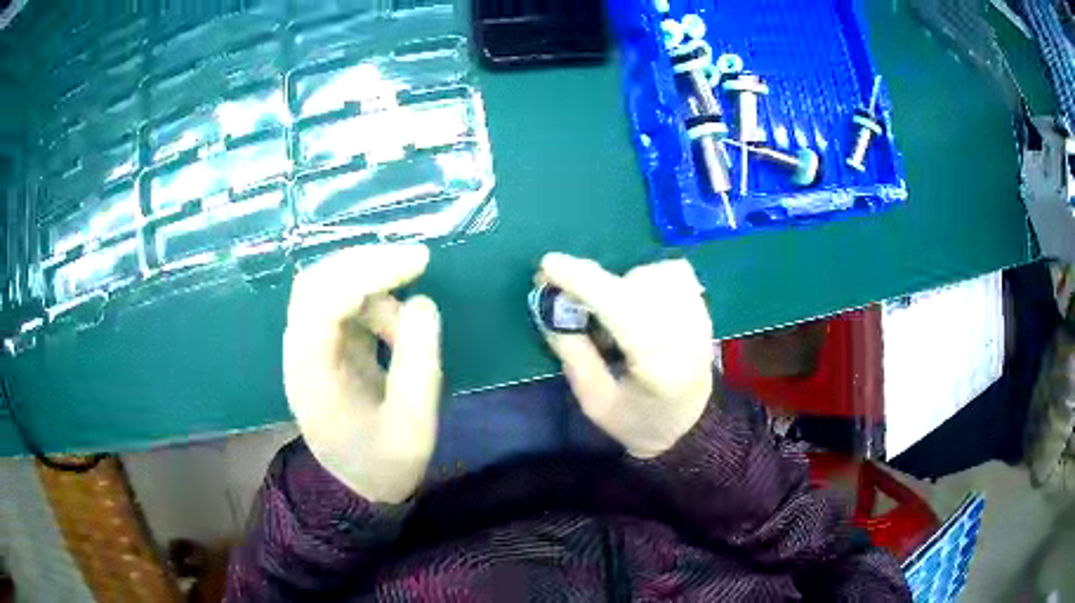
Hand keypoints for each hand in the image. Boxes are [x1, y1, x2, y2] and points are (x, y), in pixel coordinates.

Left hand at [283, 245, 441, 503]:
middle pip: (315, 283)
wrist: (357, 485)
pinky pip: (340, 303)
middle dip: (366, 262)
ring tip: (410, 325)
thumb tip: (422, 303)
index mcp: (312, 378)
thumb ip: (419, 364)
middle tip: (418, 260)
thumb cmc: (384, 463)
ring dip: (373, 287)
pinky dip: (372, 301)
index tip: (417, 262)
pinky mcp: (321, 345)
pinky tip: (395, 327)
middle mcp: (299, 354)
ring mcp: (306, 347)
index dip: (367, 273)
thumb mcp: (415, 425)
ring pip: (327, 287)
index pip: (322, 305)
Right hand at [538, 253, 713, 458]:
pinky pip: (672, 271)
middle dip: (594, 283)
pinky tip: (638, 301)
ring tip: (612, 313)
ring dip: (622, 283)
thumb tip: (549, 308)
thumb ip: (573, 355)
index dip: (585, 283)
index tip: (549, 266)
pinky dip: (647, 277)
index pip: (623, 311)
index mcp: (659, 367)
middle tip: (568, 296)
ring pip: (653, 273)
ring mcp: (700, 317)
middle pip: (636, 285)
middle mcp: (686, 334)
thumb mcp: (595, 402)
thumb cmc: (639, 420)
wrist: (690, 424)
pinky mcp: (703, 307)